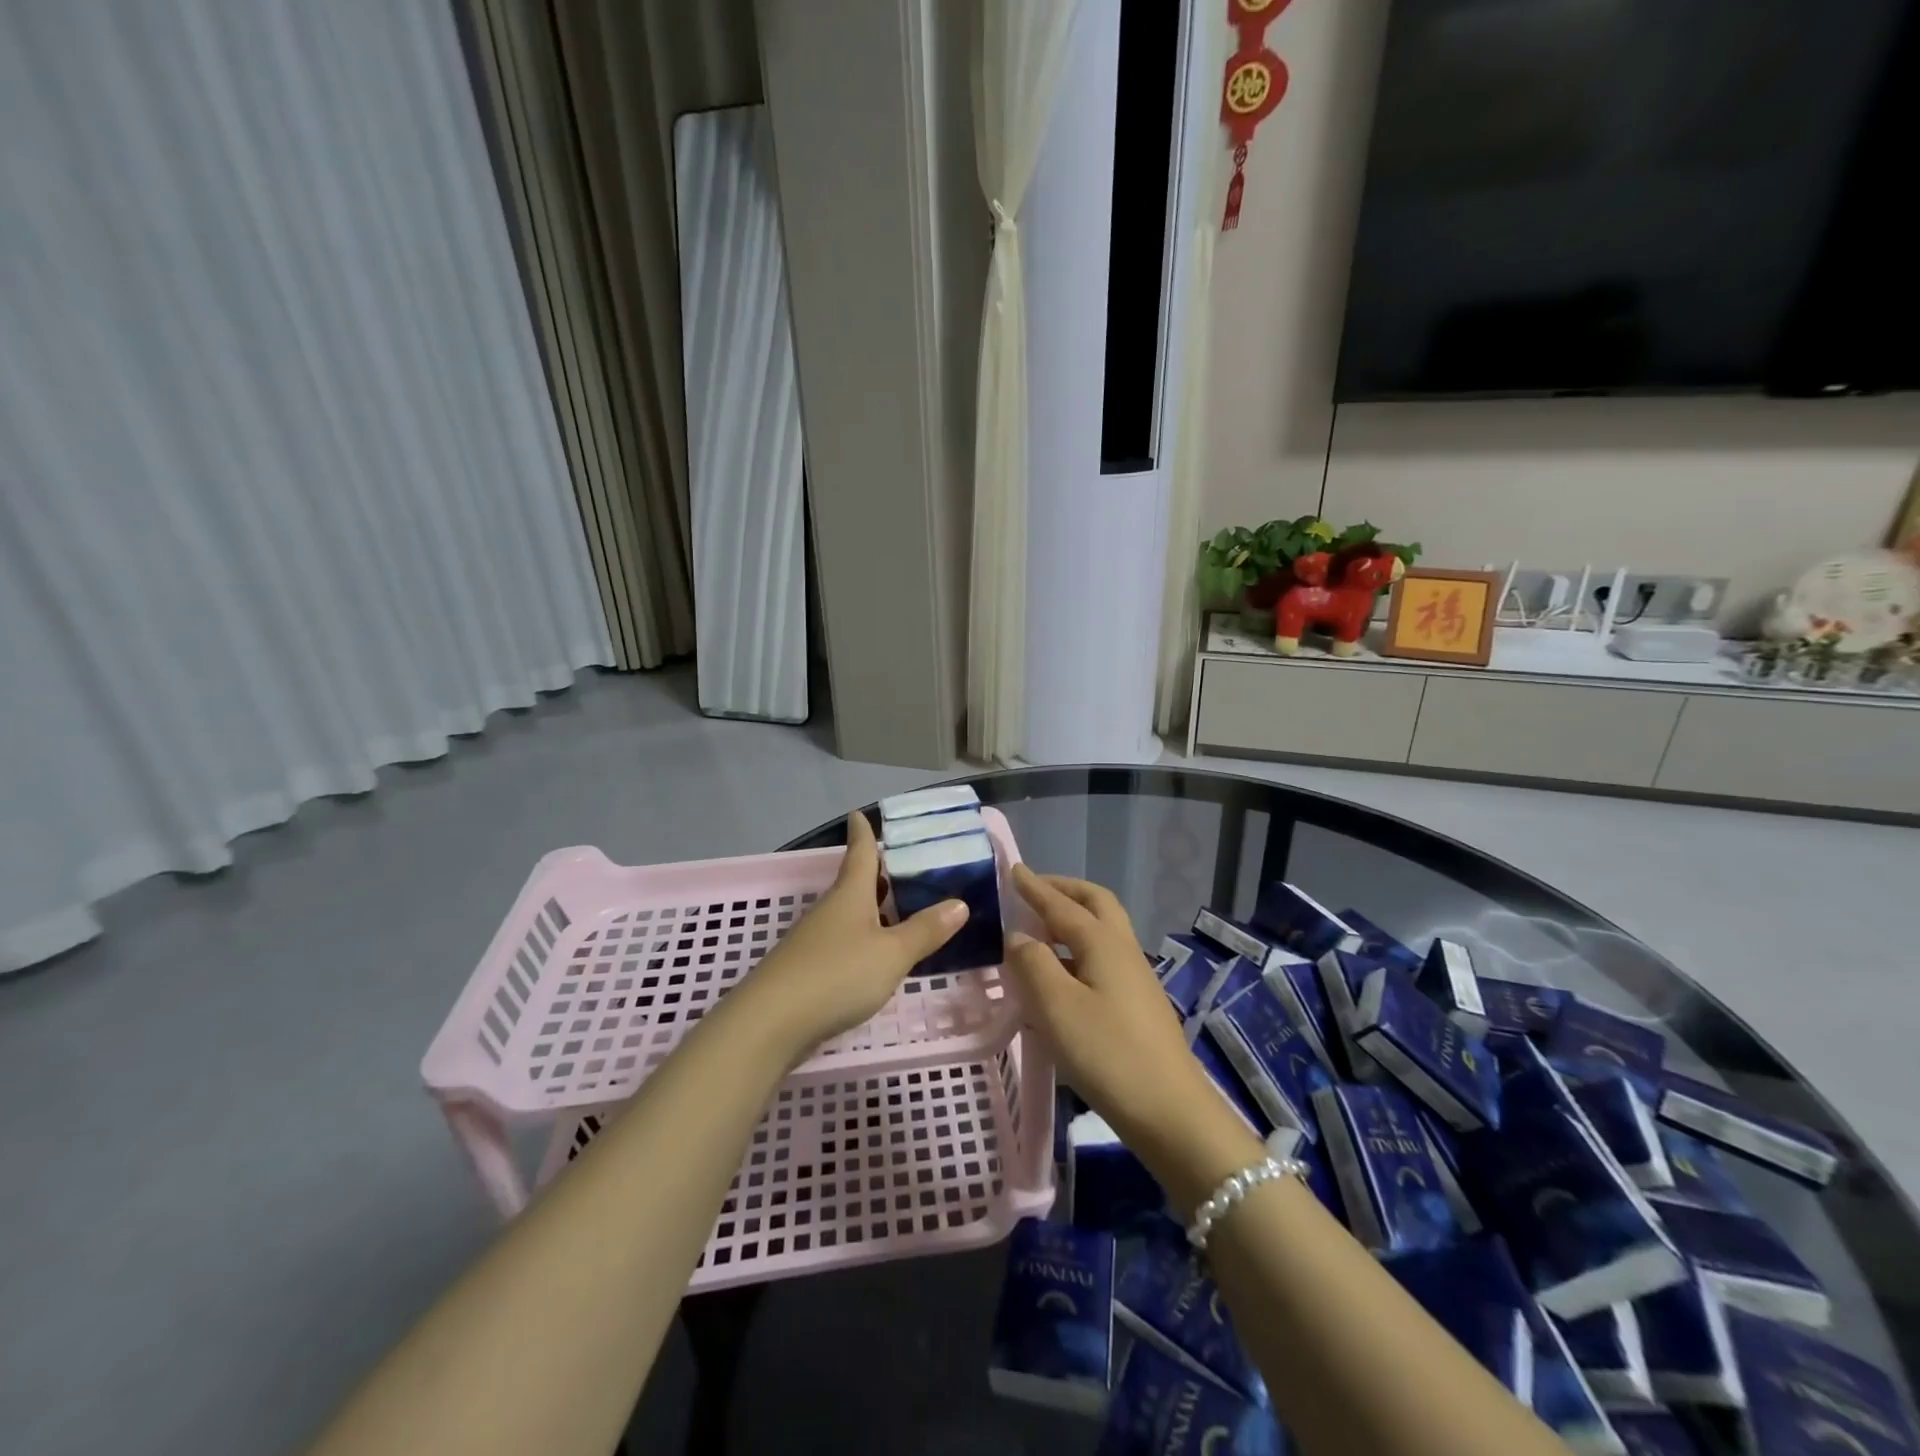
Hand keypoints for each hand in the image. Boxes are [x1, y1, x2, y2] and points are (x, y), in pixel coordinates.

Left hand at [739, 812, 967, 1062]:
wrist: (770, 1022)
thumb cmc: (837, 974)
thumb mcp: (891, 954)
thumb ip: (925, 930)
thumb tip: (959, 903)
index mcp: (850, 895)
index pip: (860, 853)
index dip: (862, 833)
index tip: (858, 813)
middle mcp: (830, 910)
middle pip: (855, 884)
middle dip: (876, 874)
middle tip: (902, 866)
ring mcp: (814, 940)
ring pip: (848, 914)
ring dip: (871, 909)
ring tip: (898, 910)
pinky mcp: (807, 969)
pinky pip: (842, 941)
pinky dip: (862, 938)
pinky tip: (874, 955)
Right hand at [1005, 866, 1263, 1210]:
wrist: (1170, 1111)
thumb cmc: (1107, 1053)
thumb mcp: (1056, 1007)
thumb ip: (1032, 964)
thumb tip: (1019, 936)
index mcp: (1102, 941)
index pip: (1061, 904)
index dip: (1034, 887)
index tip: (1012, 869)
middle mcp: (1122, 948)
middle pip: (1095, 903)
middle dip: (1063, 890)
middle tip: (1032, 890)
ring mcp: (1135, 976)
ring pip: (1102, 929)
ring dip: (1073, 917)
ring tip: (1040, 929)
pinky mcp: (1137, 1003)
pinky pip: (1103, 956)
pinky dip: (1078, 947)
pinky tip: (1061, 974)